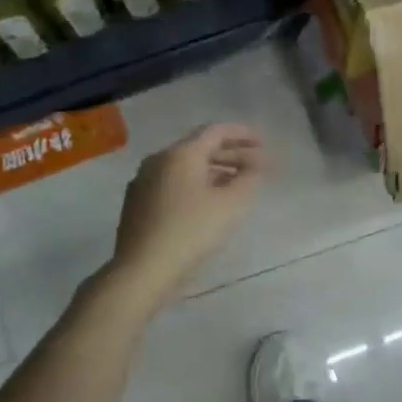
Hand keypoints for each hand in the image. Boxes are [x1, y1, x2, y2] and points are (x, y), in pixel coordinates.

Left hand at [107, 124, 266, 308]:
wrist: (143, 270)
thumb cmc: (191, 232)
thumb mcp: (231, 205)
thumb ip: (249, 178)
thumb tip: (257, 163)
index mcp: (180, 154)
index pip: (216, 131)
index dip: (242, 134)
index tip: (264, 142)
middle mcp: (158, 160)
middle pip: (199, 147)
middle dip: (231, 154)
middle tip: (256, 165)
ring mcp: (144, 181)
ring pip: (185, 167)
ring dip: (214, 170)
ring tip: (237, 184)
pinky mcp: (137, 203)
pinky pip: (173, 183)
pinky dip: (196, 184)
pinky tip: (208, 202)